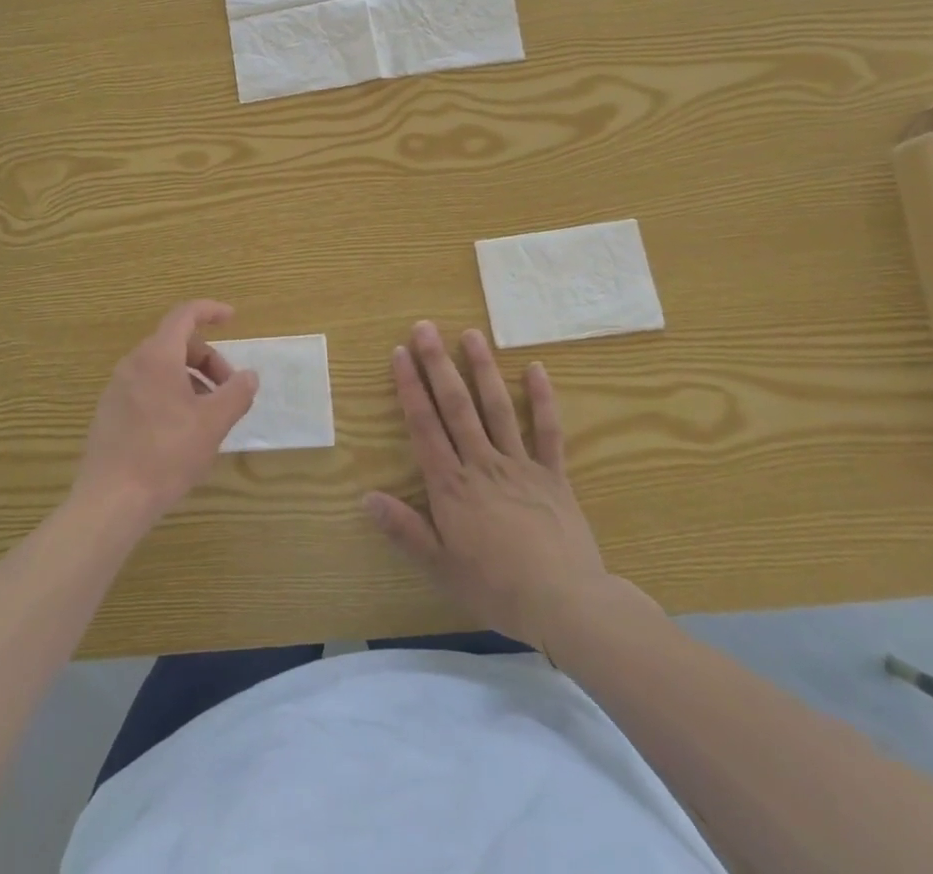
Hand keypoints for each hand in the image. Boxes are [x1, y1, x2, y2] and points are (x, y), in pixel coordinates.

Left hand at [72, 300, 259, 534]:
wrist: (111, 500)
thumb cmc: (166, 455)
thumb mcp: (212, 424)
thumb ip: (236, 394)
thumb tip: (249, 376)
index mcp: (157, 356)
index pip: (185, 315)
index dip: (210, 311)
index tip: (232, 318)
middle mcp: (133, 364)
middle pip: (176, 344)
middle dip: (208, 360)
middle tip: (229, 392)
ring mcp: (117, 388)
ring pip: (162, 368)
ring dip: (191, 381)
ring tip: (209, 416)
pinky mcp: (110, 412)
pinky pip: (146, 388)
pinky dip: (171, 395)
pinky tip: (182, 432)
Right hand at [364, 322, 637, 648]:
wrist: (566, 604)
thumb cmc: (497, 589)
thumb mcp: (441, 567)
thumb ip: (404, 530)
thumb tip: (366, 497)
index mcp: (451, 485)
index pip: (424, 425)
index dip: (410, 387)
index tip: (399, 353)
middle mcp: (482, 463)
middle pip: (456, 405)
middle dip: (437, 364)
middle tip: (425, 328)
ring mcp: (520, 464)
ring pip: (497, 407)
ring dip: (482, 368)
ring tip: (471, 334)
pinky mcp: (553, 474)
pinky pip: (548, 431)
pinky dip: (543, 398)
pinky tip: (536, 368)